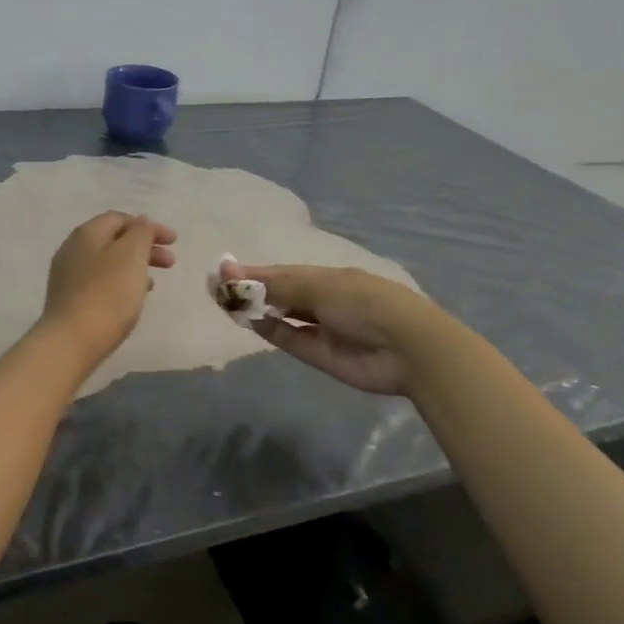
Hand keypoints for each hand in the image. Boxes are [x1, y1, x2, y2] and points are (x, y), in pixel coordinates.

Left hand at [40, 212, 177, 366]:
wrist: (71, 342)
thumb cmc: (107, 295)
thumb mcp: (131, 256)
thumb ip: (141, 233)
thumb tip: (141, 222)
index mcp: (87, 233)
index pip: (120, 218)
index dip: (149, 226)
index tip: (173, 241)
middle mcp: (72, 249)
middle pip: (114, 240)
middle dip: (145, 247)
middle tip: (170, 263)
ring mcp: (67, 275)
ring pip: (108, 262)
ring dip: (134, 266)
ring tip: (153, 283)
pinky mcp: (68, 299)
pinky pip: (100, 281)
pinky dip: (120, 282)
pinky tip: (131, 299)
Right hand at [232, 263, 434, 395]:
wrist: (408, 349)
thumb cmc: (366, 303)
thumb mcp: (320, 287)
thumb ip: (276, 284)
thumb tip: (233, 272)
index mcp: (327, 276)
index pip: (282, 271)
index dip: (253, 271)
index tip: (222, 270)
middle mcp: (321, 299)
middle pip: (279, 292)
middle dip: (250, 288)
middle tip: (216, 287)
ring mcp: (319, 327)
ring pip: (280, 315)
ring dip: (255, 308)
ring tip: (224, 301)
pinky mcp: (318, 354)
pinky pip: (288, 338)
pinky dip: (268, 329)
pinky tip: (247, 319)